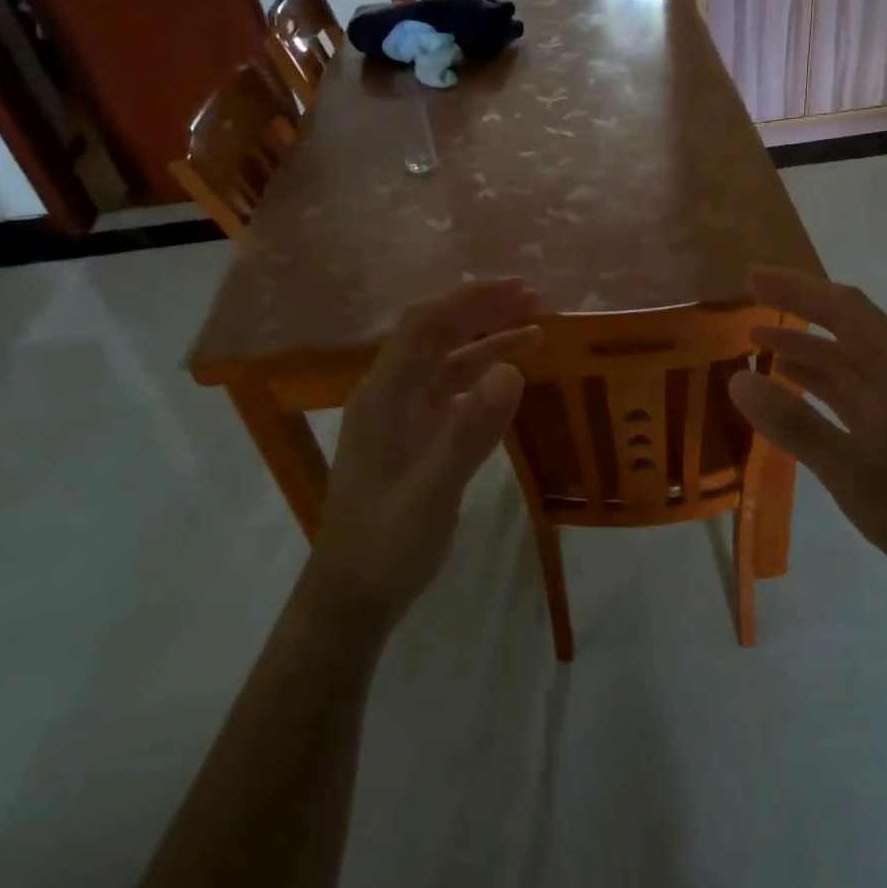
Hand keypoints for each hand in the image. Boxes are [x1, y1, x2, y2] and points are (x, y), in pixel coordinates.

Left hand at [305, 280, 541, 633]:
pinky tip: (508, 379)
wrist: (350, 598)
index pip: (425, 325)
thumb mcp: (432, 493)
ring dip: (486, 342)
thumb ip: (469, 432)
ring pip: (445, 363)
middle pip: (435, 335)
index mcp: (383, 396)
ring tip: (536, 332)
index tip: (519, 289)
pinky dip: (480, 377)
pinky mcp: (411, 439)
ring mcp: (398, 418)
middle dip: (482, 311)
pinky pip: (449, 392)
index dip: (471, 300)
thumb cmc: (385, 546)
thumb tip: (512, 370)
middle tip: (535, 299)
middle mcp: (388, 396)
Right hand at [728, 267, 886, 598]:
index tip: (753, 277)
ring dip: (804, 344)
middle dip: (797, 305)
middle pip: (845, 324)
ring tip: (757, 336)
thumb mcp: (847, 467)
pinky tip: (789, 379)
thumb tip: (738, 379)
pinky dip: (818, 378)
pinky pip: (850, 386)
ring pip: (846, 357)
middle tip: (749, 294)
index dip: (797, 287)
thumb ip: (792, 422)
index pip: (843, 308)